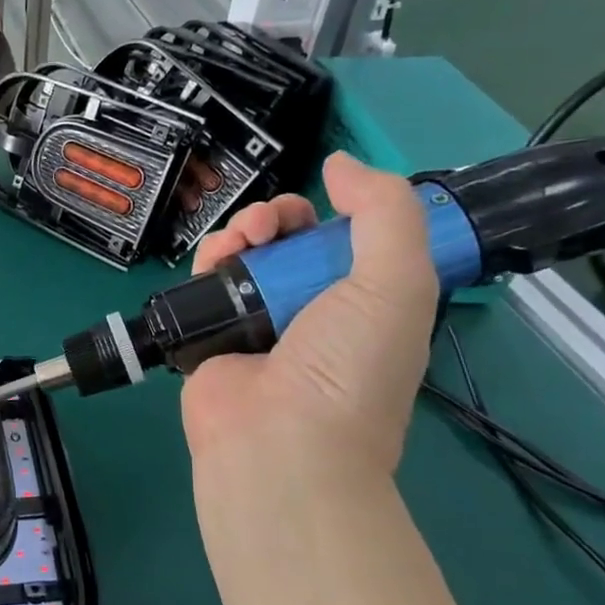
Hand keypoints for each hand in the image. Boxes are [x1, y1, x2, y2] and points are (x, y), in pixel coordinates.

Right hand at [180, 153, 437, 489]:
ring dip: (242, 231)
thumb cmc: (349, 367)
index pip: (345, 243)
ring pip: (244, 255)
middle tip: (269, 226)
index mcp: (363, 303)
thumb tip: (341, 163)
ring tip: (241, 240)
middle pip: (289, 242)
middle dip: (279, 218)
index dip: (333, 214)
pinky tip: (216, 258)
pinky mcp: (209, 333)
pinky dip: (209, 260)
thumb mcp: (398, 283)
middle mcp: (309, 311)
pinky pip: (205, 282)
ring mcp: (256, 323)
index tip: (322, 206)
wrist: (280, 441)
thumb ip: (385, 212)